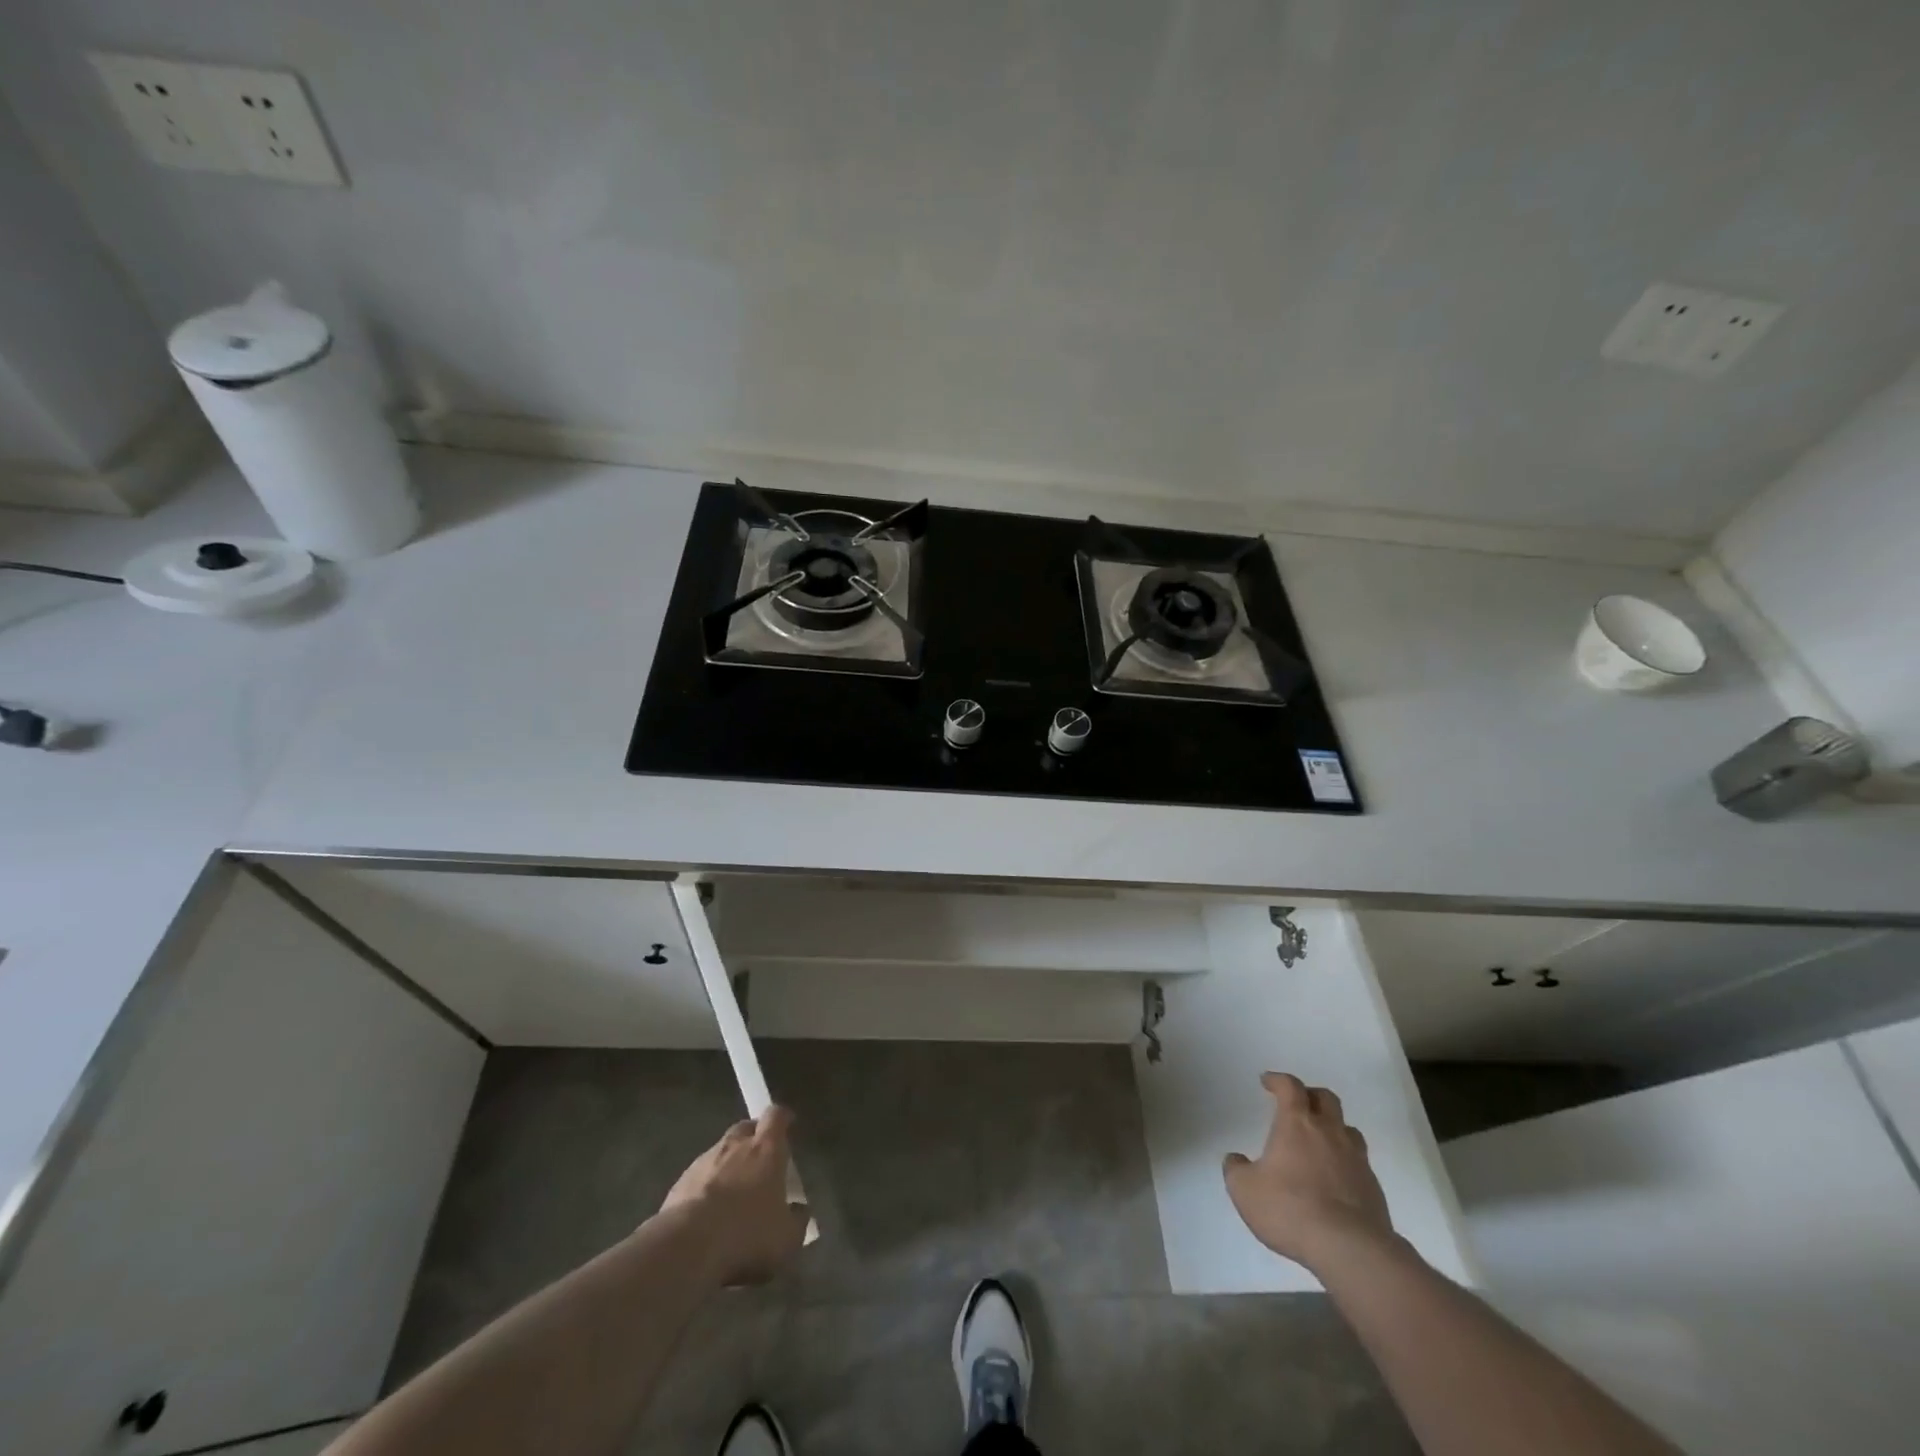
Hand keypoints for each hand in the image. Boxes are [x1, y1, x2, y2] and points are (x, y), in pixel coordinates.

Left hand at [661, 1106, 808, 1285]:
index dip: (782, 1117)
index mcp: (766, 1149)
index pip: (776, 1116)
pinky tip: (707, 1213)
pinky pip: (699, 1177)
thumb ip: (797, 1220)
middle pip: (746, 1128)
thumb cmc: (747, 1234)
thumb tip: (800, 1210)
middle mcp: (735, 1145)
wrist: (687, 1246)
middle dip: (753, 1137)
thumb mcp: (787, 1238)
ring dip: (728, 1164)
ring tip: (732, 1192)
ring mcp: (704, 1162)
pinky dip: (706, 1187)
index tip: (788, 1123)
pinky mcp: (680, 1183)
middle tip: (760, 1158)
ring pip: (720, 1152)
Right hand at [1224, 1072, 1394, 1272]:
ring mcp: (1356, 1160)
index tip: (1267, 1081)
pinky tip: (1335, 1181)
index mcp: (1297, 1124)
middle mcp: (1329, 1133)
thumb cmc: (1290, 1209)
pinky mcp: (1374, 1188)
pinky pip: (1359, 1163)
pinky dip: (1345, 1162)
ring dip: (1333, 1128)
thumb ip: (1236, 1169)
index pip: (1290, 1087)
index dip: (1278, 1080)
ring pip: (1348, 1129)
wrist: (1350, 1250)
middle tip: (1297, 1106)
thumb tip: (1236, 1160)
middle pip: (1326, 1098)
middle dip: (1310, 1096)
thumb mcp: (1245, 1190)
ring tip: (1320, 1143)